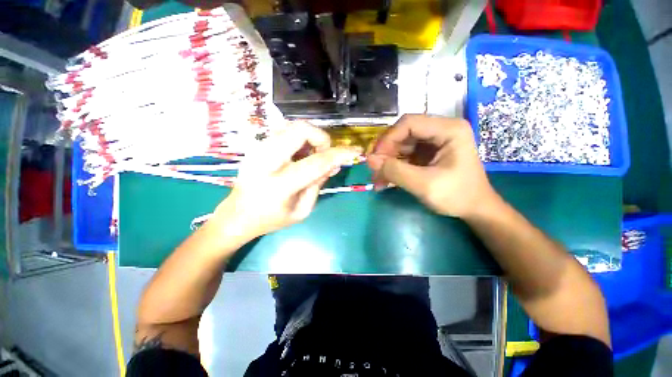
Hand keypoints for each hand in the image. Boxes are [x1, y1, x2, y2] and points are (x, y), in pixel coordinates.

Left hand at [213, 122, 361, 240]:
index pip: (315, 163)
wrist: (236, 215)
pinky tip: (299, 155)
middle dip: (321, 137)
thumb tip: (334, 164)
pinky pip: (284, 131)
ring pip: (291, 126)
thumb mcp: (302, 210)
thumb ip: (318, 184)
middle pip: (299, 129)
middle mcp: (265, 161)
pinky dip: (299, 138)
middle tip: (324, 154)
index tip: (355, 151)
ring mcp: (257, 149)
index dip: (339, 154)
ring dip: (310, 137)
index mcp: (278, 186)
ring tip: (311, 156)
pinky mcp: (256, 146)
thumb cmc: (271, 219)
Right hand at [367, 114, 497, 218]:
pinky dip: (394, 167)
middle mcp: (441, 130)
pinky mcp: (428, 153)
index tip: (375, 159)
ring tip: (378, 180)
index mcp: (449, 129)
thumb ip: (395, 171)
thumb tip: (369, 160)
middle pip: (403, 133)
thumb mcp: (424, 185)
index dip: (388, 139)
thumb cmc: (457, 196)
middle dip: (386, 152)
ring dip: (387, 162)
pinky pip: (405, 155)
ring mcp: (434, 142)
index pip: (409, 123)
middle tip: (375, 171)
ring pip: (401, 145)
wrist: (475, 210)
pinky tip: (385, 180)